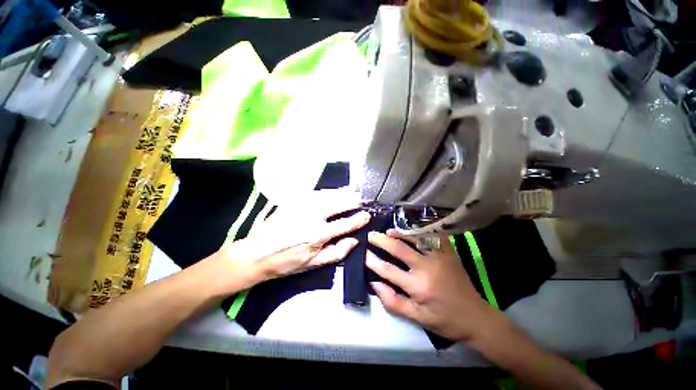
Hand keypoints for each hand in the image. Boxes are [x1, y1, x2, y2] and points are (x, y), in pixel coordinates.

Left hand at [213, 189, 370, 291]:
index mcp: (318, 234)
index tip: (368, 215)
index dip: (359, 219)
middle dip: (355, 200)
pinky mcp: (295, 199)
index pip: (346, 223)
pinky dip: (331, 191)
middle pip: (340, 202)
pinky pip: (318, 192)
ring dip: (344, 192)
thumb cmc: (286, 262)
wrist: (256, 252)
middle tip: (364, 199)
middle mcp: (313, 215)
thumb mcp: (313, 264)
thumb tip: (355, 241)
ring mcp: (303, 204)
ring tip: (354, 192)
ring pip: (331, 193)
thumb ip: (337, 252)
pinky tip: (335, 192)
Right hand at [366, 230, 496, 341]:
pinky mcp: (449, 252)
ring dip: (399, 233)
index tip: (364, 254)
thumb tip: (374, 283)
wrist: (476, 317)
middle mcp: (427, 267)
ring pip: (415, 238)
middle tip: (371, 235)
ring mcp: (440, 257)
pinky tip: (412, 229)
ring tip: (388, 231)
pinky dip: (420, 231)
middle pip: (399, 249)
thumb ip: (393, 301)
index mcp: (418, 286)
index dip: (373, 261)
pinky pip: (433, 236)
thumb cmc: (444, 320)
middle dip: (381, 240)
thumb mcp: (416, 318)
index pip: (388, 270)